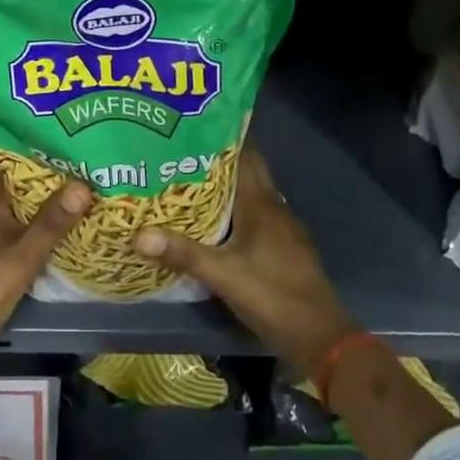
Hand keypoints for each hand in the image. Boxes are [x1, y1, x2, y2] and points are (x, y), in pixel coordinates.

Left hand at [0, 173, 91, 386]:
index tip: (77, 141)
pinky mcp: (7, 266)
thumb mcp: (20, 256)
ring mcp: (0, 242)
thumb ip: (51, 223)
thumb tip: (83, 184)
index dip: (44, 153)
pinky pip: (35, 241)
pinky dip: (55, 236)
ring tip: (99, 195)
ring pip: (35, 217)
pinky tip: (83, 234)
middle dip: (60, 182)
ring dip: (60, 210)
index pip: (17, 165)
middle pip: (30, 191)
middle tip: (99, 168)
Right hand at [134, 145, 357, 375]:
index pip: (244, 154)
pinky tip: (216, 218)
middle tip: (182, 147)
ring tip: (191, 176)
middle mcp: (274, 207)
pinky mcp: (285, 247)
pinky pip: (257, 213)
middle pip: (247, 170)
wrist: (322, 338)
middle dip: (220, 156)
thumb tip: (138, 233)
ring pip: (252, 192)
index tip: (194, 121)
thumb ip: (182, 253)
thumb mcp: (223, 275)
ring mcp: (283, 228)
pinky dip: (236, 207)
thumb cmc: (274, 297)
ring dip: (227, 182)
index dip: (223, 135)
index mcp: (262, 203)